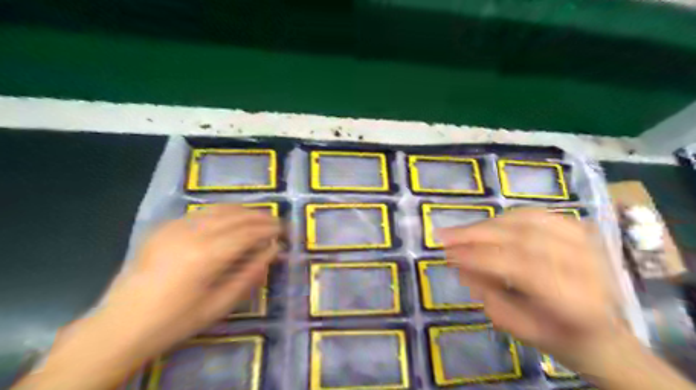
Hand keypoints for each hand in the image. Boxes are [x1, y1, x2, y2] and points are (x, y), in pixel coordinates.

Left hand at [103, 205, 278, 354]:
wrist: (119, 327)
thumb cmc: (174, 321)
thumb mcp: (219, 305)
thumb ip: (250, 275)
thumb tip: (272, 251)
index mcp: (206, 255)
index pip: (248, 232)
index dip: (269, 228)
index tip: (284, 230)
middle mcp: (192, 234)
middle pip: (235, 216)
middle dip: (259, 217)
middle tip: (275, 221)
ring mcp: (174, 227)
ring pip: (218, 209)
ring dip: (242, 211)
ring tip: (258, 217)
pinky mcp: (163, 228)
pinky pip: (200, 213)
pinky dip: (221, 212)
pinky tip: (228, 219)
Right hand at [440, 210, 625, 373]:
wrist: (604, 331)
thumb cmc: (560, 336)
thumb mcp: (520, 328)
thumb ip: (489, 296)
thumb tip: (460, 265)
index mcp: (577, 301)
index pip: (521, 267)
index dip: (480, 257)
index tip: (448, 254)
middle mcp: (587, 265)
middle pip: (523, 238)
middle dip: (476, 235)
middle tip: (444, 235)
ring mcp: (587, 242)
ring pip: (527, 221)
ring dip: (487, 225)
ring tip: (461, 232)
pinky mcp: (581, 229)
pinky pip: (535, 214)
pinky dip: (505, 217)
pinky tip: (487, 225)